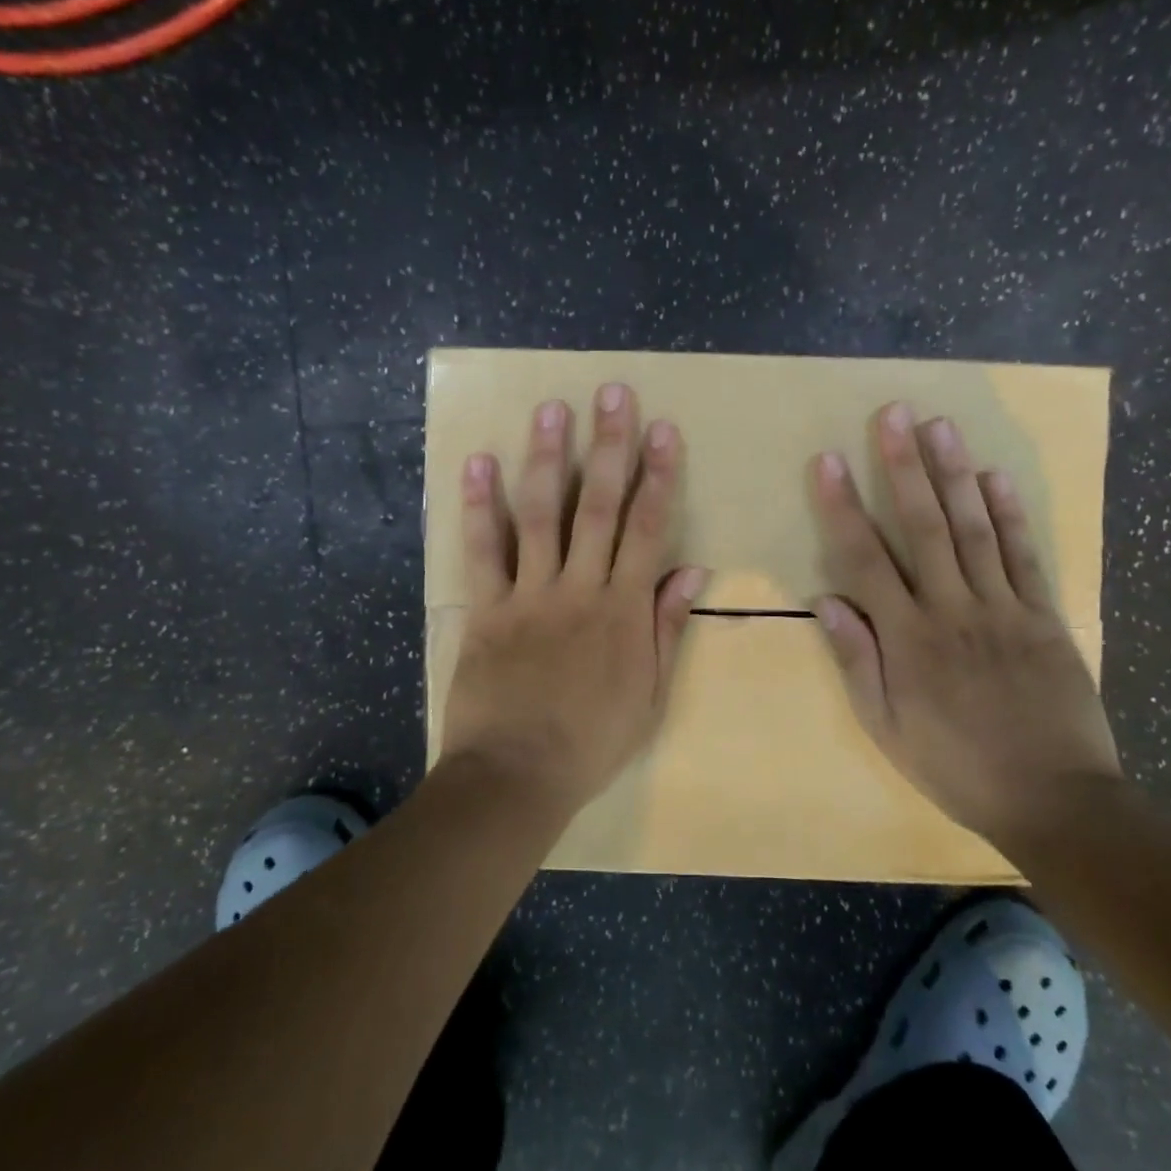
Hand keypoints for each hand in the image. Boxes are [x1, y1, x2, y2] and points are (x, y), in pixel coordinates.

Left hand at [441, 383, 707, 817]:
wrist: (516, 776)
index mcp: (624, 609)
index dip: (658, 476)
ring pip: (541, 514)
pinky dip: (479, 506)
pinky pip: (483, 550)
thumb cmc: (591, 741)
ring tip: (551, 409)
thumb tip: (692, 569)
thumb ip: (667, 628)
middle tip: (612, 394)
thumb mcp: (649, 694)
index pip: (648, 528)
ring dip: (547, 458)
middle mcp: (580, 588)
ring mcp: (530, 594)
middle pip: (598, 506)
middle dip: (609, 446)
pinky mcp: (487, 607)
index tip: (663, 430)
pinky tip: (478, 463)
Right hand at [809, 404, 1121, 843]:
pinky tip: (994, 476)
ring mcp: (1003, 608)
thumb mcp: (887, 727)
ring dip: (954, 474)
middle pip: (923, 527)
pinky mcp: (1044, 616)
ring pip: (973, 529)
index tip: (829, 461)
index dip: (844, 507)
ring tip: (939, 425)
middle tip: (893, 414)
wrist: (1054, 800)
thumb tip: (826, 599)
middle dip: (904, 467)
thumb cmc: (956, 766)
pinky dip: (1011, 514)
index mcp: (907, 638)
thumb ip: (856, 660)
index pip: (865, 560)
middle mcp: (952, 609)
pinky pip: (1024, 556)